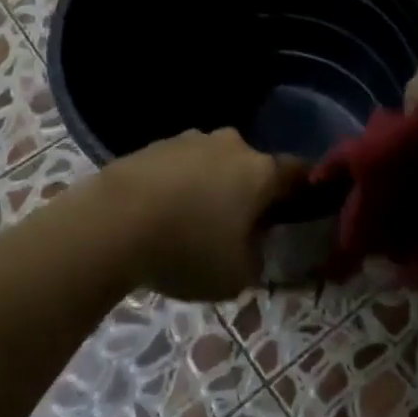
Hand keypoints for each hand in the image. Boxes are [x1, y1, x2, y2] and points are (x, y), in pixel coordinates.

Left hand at [99, 128, 301, 301]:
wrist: (112, 222)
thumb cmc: (186, 249)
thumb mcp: (236, 277)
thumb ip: (258, 261)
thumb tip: (257, 249)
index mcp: (260, 172)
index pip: (299, 172)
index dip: (305, 191)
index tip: (303, 210)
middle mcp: (232, 145)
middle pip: (253, 166)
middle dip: (252, 191)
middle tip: (240, 225)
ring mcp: (191, 139)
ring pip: (216, 162)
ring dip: (213, 185)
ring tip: (194, 220)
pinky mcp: (156, 144)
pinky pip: (182, 164)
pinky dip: (181, 183)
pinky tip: (164, 211)